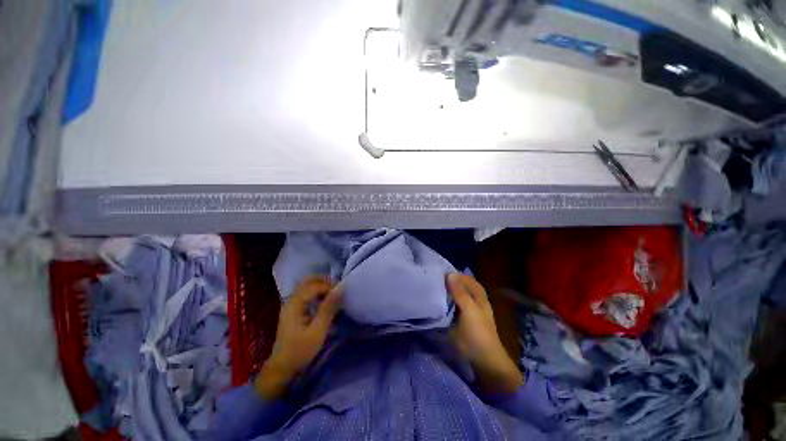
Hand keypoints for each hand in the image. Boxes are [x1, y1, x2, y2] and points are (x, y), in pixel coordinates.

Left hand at [255, 276, 341, 399]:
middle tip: (337, 288)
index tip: (341, 294)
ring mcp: (290, 305)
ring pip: (306, 286)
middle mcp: (291, 300)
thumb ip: (328, 308)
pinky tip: (324, 301)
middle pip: (308, 281)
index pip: (314, 286)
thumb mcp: (318, 330)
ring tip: (333, 294)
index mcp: (295, 303)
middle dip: (324, 281)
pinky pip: (305, 294)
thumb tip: (340, 289)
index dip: (329, 286)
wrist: (282, 368)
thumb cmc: (300, 350)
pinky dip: (316, 293)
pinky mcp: (292, 311)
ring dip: (320, 286)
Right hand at [447, 273, 523, 394]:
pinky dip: (447, 303)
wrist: (485, 363)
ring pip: (458, 297)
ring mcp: (470, 314)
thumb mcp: (469, 311)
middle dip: (451, 282)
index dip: (457, 274)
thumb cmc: (478, 335)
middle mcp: (476, 303)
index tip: (441, 271)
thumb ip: (460, 293)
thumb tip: (450, 273)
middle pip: (463, 288)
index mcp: (479, 298)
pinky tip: (439, 304)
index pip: (468, 280)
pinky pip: (454, 308)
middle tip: (436, 279)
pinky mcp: (464, 323)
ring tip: (435, 289)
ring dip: (448, 292)